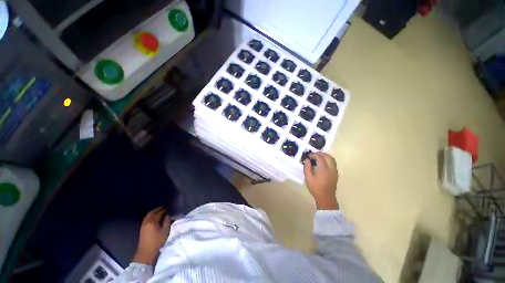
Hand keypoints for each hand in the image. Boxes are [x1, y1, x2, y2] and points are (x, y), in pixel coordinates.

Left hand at [133, 206, 170, 264]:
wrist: (146, 253)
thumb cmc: (157, 241)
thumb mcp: (165, 231)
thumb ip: (167, 221)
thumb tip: (167, 215)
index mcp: (152, 221)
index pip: (159, 213)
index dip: (164, 210)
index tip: (169, 208)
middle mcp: (146, 222)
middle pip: (152, 213)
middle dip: (158, 209)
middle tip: (164, 207)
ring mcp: (143, 225)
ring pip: (148, 216)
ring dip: (154, 212)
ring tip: (159, 211)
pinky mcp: (142, 229)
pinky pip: (146, 219)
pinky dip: (151, 216)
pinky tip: (154, 218)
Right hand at [303, 152, 338, 209]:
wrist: (326, 198)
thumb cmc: (315, 188)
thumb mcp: (308, 178)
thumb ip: (307, 167)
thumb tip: (307, 160)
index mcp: (323, 169)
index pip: (320, 157)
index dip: (314, 155)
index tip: (309, 156)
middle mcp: (331, 168)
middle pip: (327, 156)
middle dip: (320, 153)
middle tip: (313, 155)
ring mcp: (335, 171)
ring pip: (332, 158)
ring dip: (325, 156)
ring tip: (318, 157)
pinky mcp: (336, 173)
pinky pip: (333, 163)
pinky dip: (328, 160)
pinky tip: (323, 163)